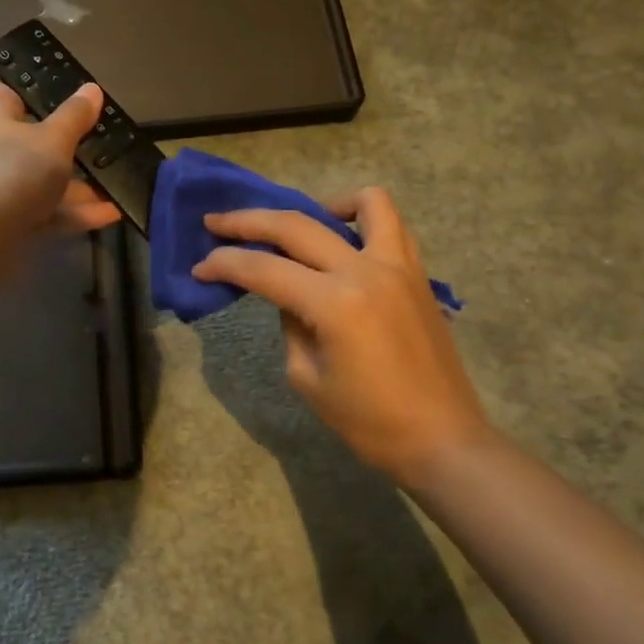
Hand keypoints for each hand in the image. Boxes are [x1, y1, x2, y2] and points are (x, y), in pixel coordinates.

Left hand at [0, 82, 121, 243]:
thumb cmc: (13, 173)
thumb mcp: (54, 140)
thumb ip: (75, 116)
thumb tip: (91, 89)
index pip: (15, 94)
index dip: (44, 95)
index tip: (78, 102)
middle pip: (37, 141)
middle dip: (73, 147)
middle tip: (109, 146)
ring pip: (45, 180)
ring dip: (81, 186)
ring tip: (118, 186)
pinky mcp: (8, 220)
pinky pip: (46, 210)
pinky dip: (74, 212)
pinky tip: (111, 214)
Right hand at [192, 188, 494, 482]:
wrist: (443, 440)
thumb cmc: (370, 422)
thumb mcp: (308, 378)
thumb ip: (291, 325)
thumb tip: (289, 298)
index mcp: (335, 303)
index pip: (264, 270)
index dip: (224, 265)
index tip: (199, 267)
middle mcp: (365, 270)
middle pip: (296, 226)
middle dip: (248, 222)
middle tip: (216, 223)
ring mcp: (398, 266)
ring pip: (362, 203)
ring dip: (319, 204)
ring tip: (297, 226)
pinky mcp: (417, 273)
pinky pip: (392, 225)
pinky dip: (363, 217)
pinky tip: (342, 240)